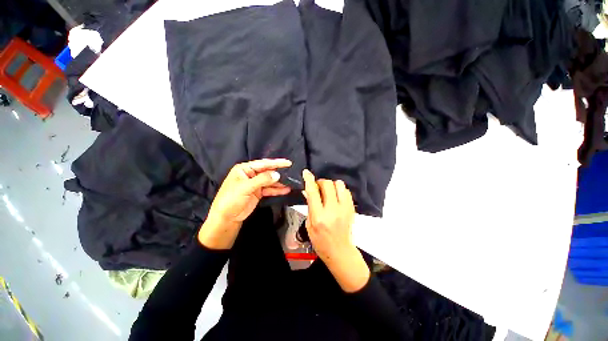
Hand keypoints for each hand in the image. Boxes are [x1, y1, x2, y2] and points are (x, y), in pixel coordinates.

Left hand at [198, 159, 291, 248]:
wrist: (226, 218)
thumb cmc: (231, 199)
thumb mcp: (245, 188)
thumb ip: (262, 180)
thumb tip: (277, 174)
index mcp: (244, 169)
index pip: (263, 164)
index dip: (276, 163)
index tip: (288, 163)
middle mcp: (250, 174)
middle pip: (267, 171)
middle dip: (279, 172)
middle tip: (292, 172)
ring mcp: (255, 184)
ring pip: (270, 181)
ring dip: (280, 182)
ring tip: (291, 182)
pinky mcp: (258, 192)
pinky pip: (269, 189)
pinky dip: (277, 190)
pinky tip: (286, 190)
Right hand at [302, 169, 369, 292]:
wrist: (339, 251)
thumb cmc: (320, 241)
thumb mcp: (309, 224)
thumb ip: (309, 206)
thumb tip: (307, 191)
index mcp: (319, 216)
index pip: (313, 192)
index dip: (309, 180)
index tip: (306, 172)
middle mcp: (332, 210)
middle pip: (328, 184)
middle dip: (320, 182)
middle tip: (318, 187)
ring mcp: (344, 209)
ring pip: (339, 185)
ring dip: (332, 185)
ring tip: (328, 192)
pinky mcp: (351, 209)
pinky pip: (346, 191)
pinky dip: (340, 190)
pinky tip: (336, 197)